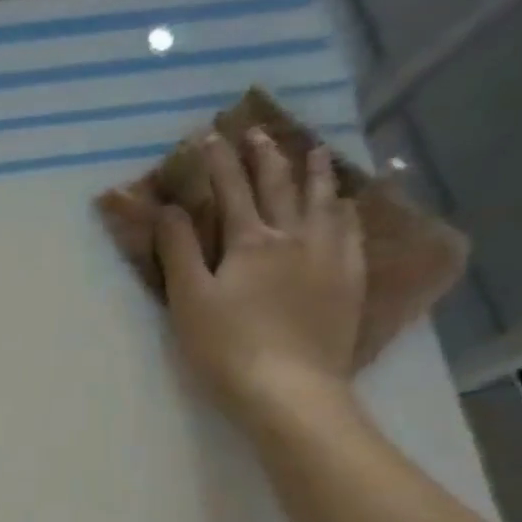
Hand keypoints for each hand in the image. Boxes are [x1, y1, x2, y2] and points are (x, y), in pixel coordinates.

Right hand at [155, 131, 364, 424]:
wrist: (289, 389)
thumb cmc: (226, 347)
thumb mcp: (190, 300)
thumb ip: (179, 251)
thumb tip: (170, 209)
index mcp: (251, 242)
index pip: (232, 190)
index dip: (218, 162)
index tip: (208, 136)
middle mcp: (294, 237)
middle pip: (280, 187)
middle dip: (265, 157)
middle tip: (258, 132)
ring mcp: (329, 258)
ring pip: (323, 202)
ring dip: (314, 173)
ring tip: (314, 150)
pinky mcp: (349, 281)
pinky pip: (351, 232)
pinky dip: (346, 209)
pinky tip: (346, 204)